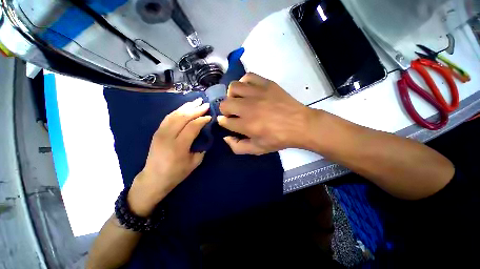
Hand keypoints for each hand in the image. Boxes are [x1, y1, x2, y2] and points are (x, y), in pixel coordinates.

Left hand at [128, 98, 210, 216]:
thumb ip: (201, 148)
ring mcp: (160, 132)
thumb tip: (205, 135)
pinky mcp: (157, 132)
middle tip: (205, 104)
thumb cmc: (176, 173)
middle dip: (196, 109)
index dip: (202, 120)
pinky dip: (178, 110)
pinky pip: (168, 117)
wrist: (153, 178)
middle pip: (183, 117)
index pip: (192, 127)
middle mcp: (168, 136)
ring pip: (175, 114)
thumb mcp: (194, 163)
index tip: (210, 116)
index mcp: (179, 146)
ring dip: (187, 106)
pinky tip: (184, 107)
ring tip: (196, 101)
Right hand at [218, 73, 315, 154]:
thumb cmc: (278, 139)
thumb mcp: (257, 149)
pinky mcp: (266, 84)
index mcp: (246, 125)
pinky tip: (249, 90)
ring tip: (240, 100)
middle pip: (225, 104)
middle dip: (225, 110)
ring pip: (233, 87)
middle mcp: (248, 108)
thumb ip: (238, 147)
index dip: (224, 122)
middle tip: (234, 113)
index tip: (228, 122)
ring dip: (233, 95)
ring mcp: (257, 93)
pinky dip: (244, 83)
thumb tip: (226, 137)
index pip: (224, 121)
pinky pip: (248, 77)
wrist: (300, 125)